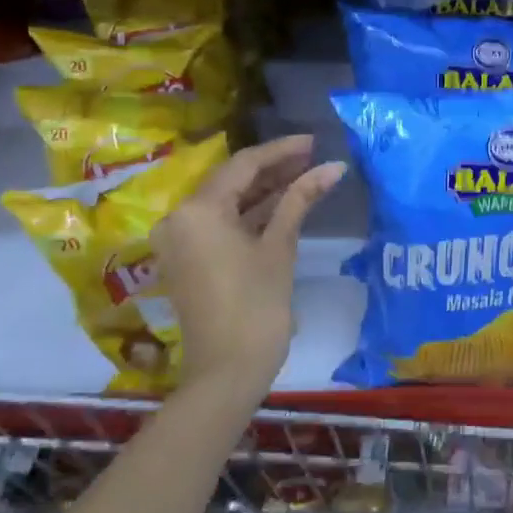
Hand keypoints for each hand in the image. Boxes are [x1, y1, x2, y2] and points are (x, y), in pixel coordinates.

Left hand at [152, 136, 345, 398]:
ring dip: (265, 190)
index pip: (243, 165)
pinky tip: (284, 203)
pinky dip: (251, 214)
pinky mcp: (189, 259)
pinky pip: (221, 223)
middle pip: (231, 181)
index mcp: (197, 210)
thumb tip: (333, 167)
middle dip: (274, 169)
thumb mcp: (280, 246)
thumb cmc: (257, 305)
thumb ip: (301, 199)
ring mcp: (181, 240)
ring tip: (306, 175)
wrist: (228, 371)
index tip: (314, 141)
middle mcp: (179, 218)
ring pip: (227, 202)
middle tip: (314, 157)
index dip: (282, 150)